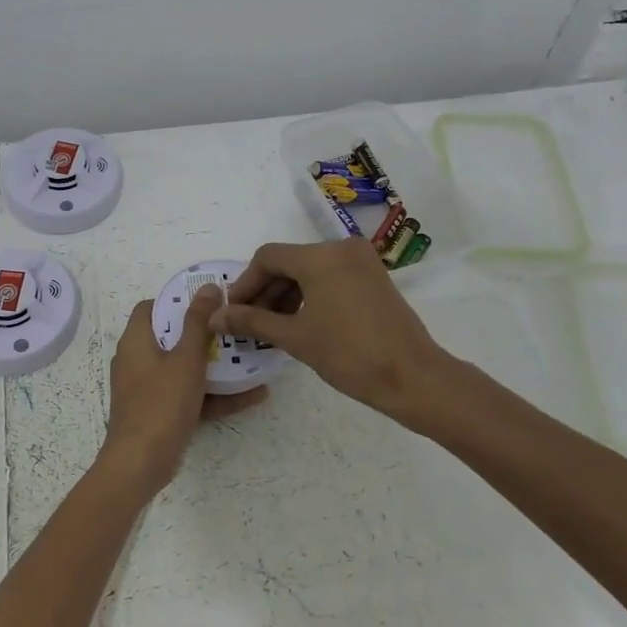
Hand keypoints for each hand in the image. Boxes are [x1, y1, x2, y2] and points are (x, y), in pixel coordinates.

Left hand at [102, 287, 265, 494]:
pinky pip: (189, 396)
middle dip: (204, 334)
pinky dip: (214, 395)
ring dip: (215, 366)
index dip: (177, 301)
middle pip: (171, 338)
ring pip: (184, 369)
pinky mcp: (160, 414)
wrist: (140, 463)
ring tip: (251, 359)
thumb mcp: (186, 359)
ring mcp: (148, 390)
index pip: (150, 308)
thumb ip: (199, 322)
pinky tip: (253, 395)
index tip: (208, 301)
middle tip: (235, 328)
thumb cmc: (161, 403)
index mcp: (136, 341)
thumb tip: (208, 286)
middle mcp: (137, 361)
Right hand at [213, 238, 449, 420]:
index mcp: (321, 256)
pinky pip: (330, 278)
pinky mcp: (373, 278)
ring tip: (270, 328)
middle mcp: (342, 248)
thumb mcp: (294, 337)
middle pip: (289, 262)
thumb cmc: (349, 354)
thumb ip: (251, 321)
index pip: (268, 258)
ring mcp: (361, 262)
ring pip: (310, 270)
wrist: (412, 377)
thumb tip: (215, 316)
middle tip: (247, 323)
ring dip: (286, 295)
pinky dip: (310, 295)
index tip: (232, 312)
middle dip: (265, 291)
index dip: (244, 284)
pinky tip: (298, 322)